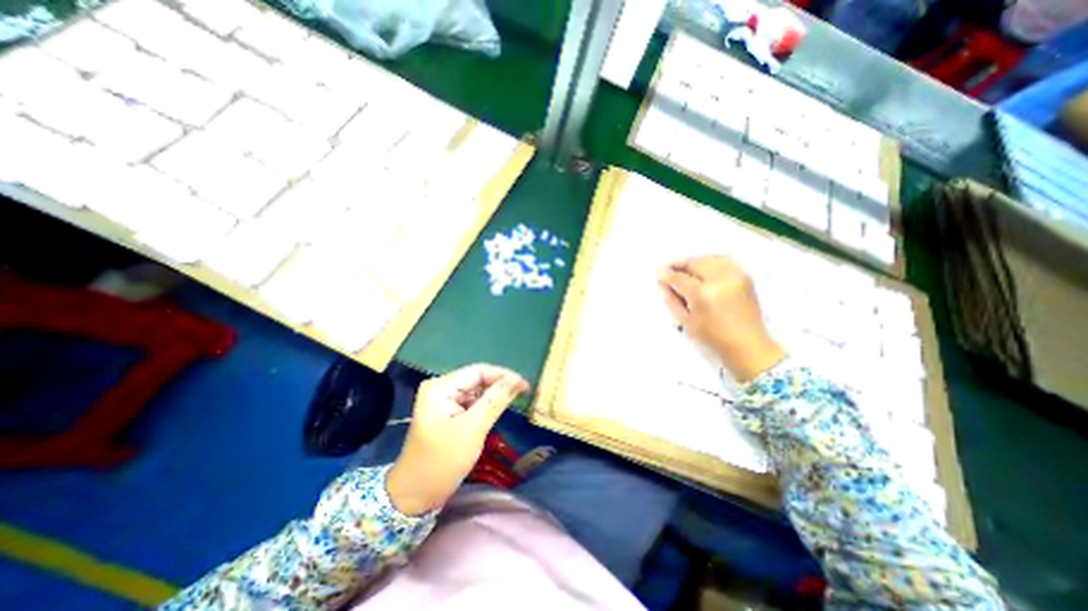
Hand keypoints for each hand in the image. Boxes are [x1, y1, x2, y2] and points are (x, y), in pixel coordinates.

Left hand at [387, 362, 531, 516]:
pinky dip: (486, 405)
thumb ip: (495, 400)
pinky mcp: (447, 411)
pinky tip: (499, 408)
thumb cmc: (442, 463)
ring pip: (477, 390)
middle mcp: (440, 387)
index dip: (503, 375)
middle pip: (477, 379)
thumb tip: (518, 380)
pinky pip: (472, 401)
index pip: (478, 371)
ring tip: (515, 399)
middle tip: (524, 392)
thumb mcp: (472, 429)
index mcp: (440, 387)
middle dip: (500, 385)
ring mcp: (443, 400)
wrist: (414, 497)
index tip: (525, 385)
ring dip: (495, 394)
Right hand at [659, 255, 787, 380]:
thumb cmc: (713, 337)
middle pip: (695, 263)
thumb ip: (672, 300)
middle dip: (680, 264)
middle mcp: (719, 280)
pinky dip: (710, 261)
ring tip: (685, 269)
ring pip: (709, 258)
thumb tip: (663, 283)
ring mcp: (735, 276)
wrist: (748, 345)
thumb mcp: (686, 321)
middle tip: (669, 269)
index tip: (659, 274)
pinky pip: (723, 261)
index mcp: (702, 294)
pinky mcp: (745, 276)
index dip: (667, 275)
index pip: (679, 278)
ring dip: (694, 261)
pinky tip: (703, 269)